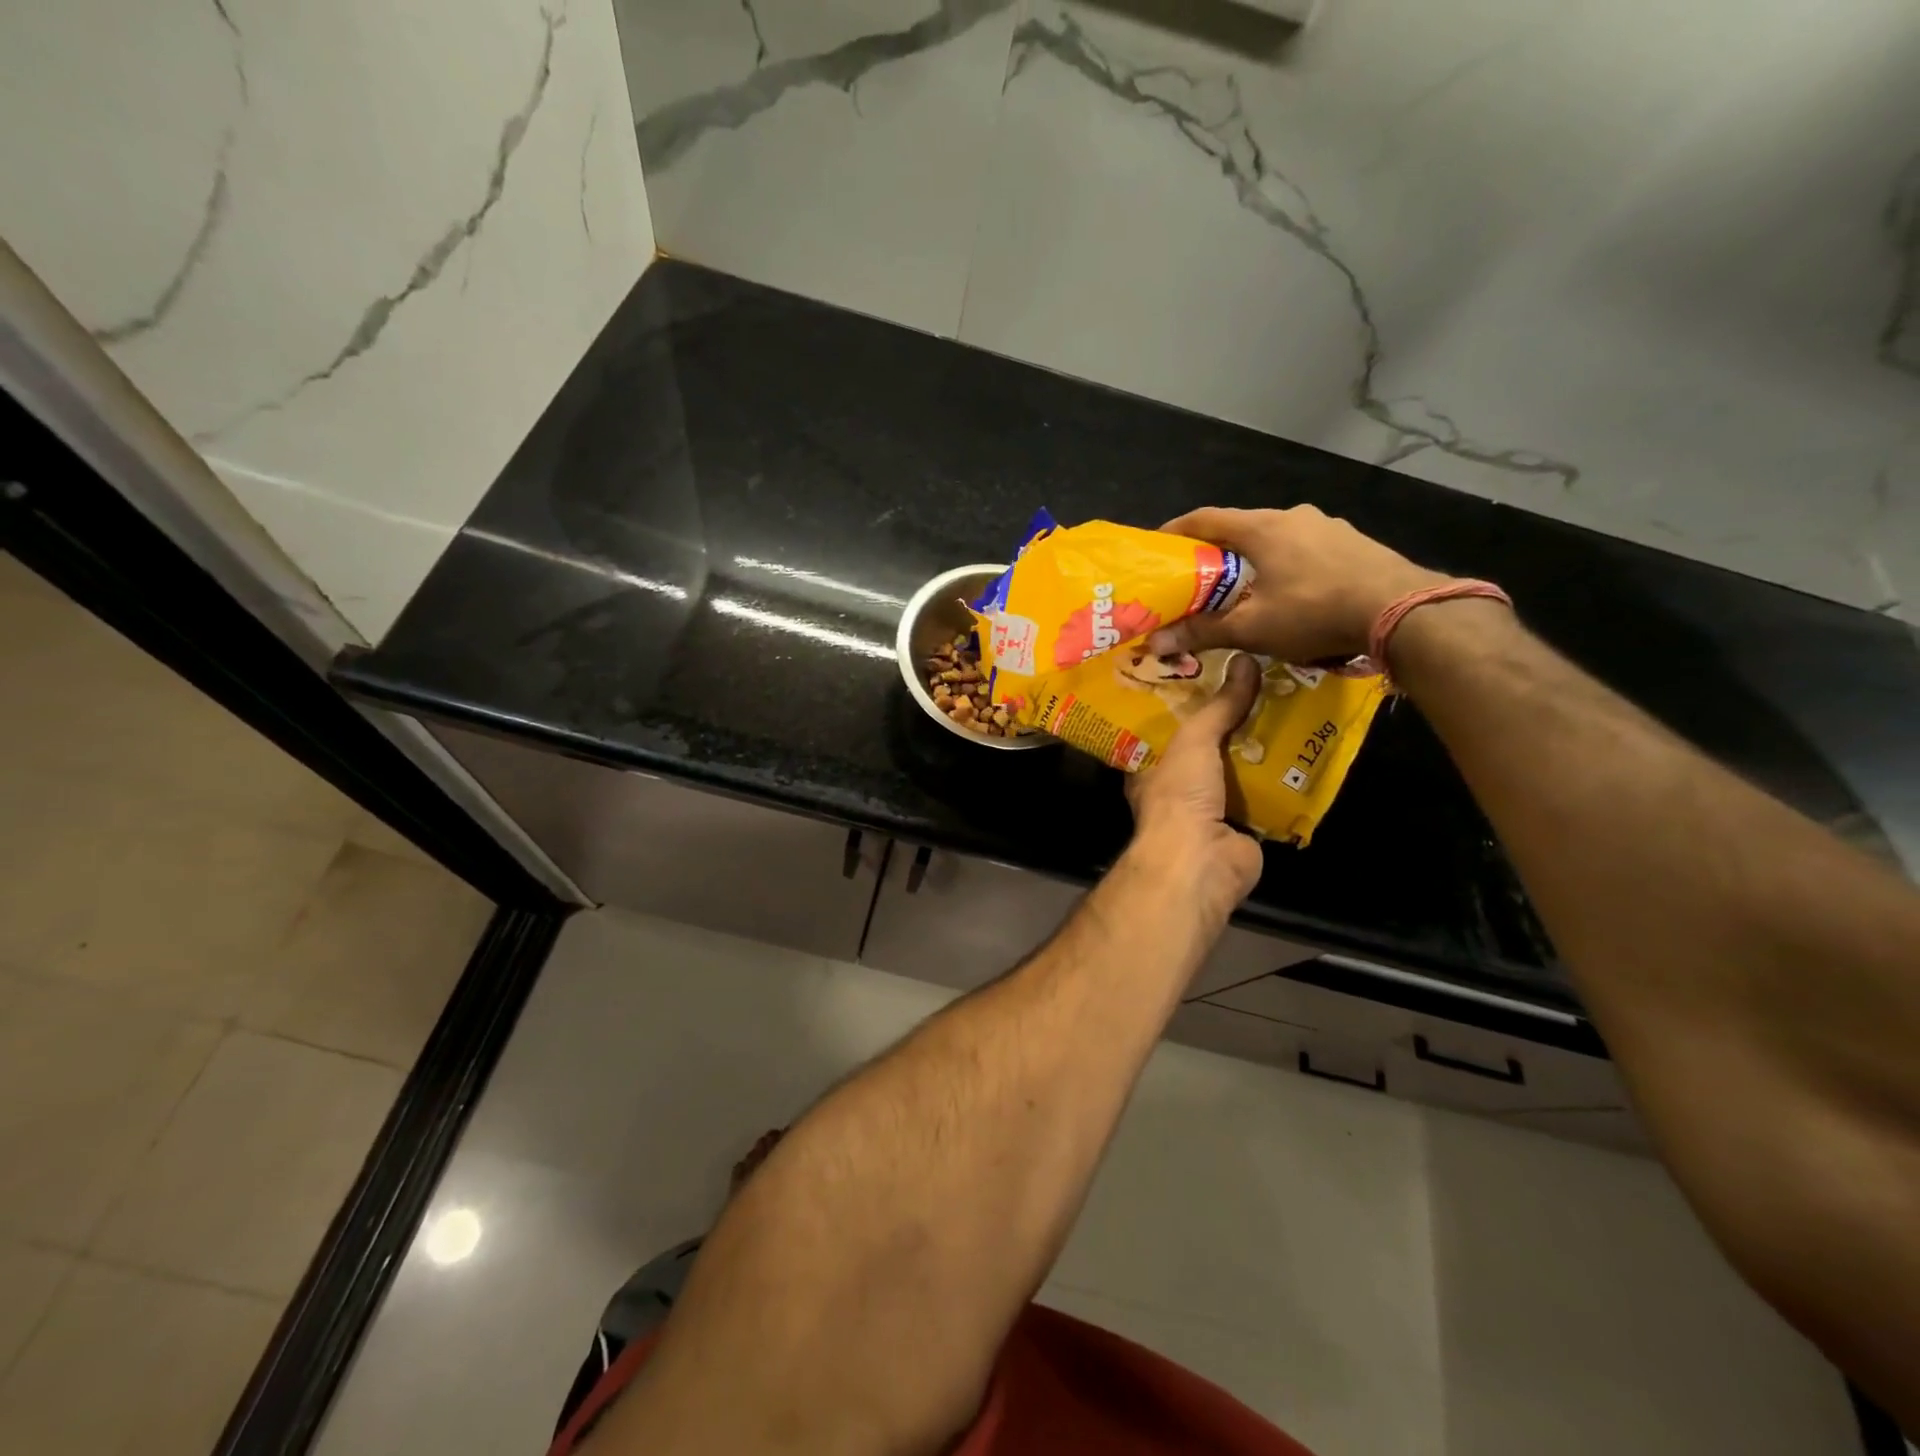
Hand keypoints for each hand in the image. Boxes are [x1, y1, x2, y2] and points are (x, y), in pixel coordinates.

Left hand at [1124, 654, 1265, 921]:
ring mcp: (1211, 810)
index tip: (1212, 677)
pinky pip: (1266, 798)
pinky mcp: (1244, 829)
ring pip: (1239, 772)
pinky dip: (1283, 781)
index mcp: (1151, 767)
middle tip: (1262, 688)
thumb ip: (1218, 706)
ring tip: (1290, 710)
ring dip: (1261, 750)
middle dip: (1232, 725)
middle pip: (1208, 748)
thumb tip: (1245, 660)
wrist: (1201, 860)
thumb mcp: (1194, 740)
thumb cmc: (1179, 795)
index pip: (1168, 729)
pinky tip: (1306, 752)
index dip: (1187, 704)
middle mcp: (1178, 788)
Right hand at [1147, 506, 1448, 662]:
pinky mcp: (1354, 543)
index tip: (1157, 545)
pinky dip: (1286, 566)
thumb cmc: (1314, 612)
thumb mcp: (1251, 628)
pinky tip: (1289, 593)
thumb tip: (1155, 643)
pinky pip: (1306, 550)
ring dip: (1254, 560)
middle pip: (1241, 528)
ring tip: (1243, 589)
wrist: (1402, 611)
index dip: (1177, 530)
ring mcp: (1329, 527)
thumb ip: (1202, 632)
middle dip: (1216, 552)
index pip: (1206, 519)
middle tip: (1198, 578)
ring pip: (1277, 539)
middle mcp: (1293, 517)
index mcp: (1262, 528)